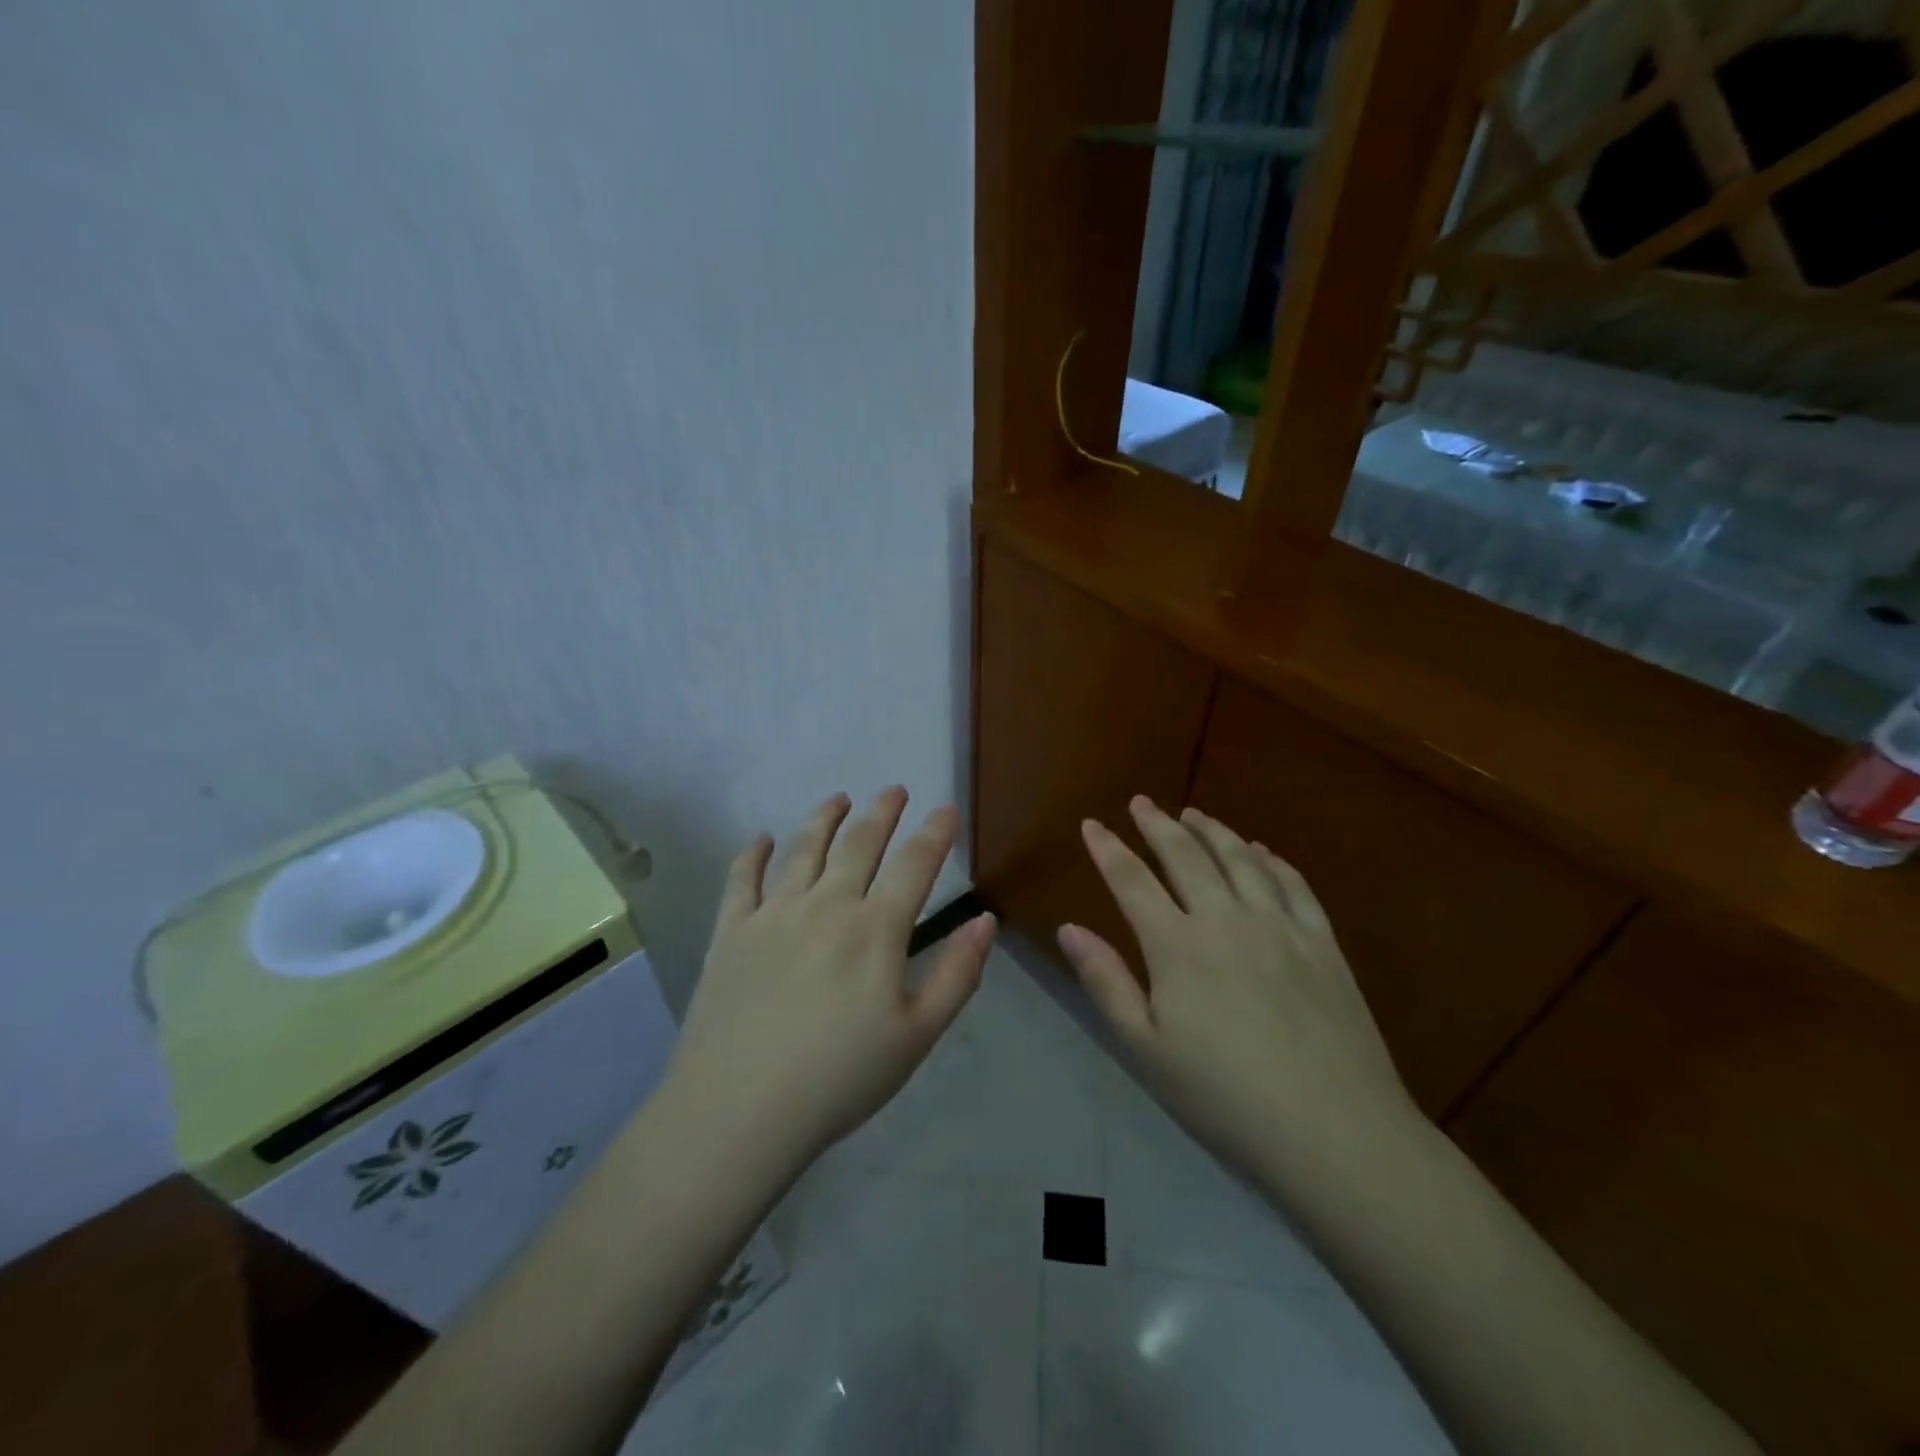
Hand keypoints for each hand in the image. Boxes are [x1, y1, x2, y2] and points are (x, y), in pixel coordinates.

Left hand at [666, 788, 995, 1166]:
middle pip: (859, 843)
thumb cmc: (840, 1078)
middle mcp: (826, 905)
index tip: (946, 808)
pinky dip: (751, 854)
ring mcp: (774, 914)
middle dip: (882, 811)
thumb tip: (986, 921)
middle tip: (893, 789)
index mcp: (875, 929)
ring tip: (838, 798)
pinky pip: (741, 879)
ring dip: (824, 817)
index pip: (914, 864)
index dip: (934, 832)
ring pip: (803, 849)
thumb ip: (958, 974)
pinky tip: (759, 839)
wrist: (740, 1111)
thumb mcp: (917, 1036)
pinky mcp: (731, 931)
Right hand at [1058, 796, 1421, 1184]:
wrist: (1334, 1132)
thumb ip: (1105, 982)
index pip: (1132, 881)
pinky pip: (1294, 885)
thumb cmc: (1224, 1097)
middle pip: (1186, 856)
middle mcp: (1226, 919)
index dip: (1108, 849)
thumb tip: (1069, 928)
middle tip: (1141, 803)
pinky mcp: (1323, 944)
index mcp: (1177, 945)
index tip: (1091, 824)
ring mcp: (1280, 927)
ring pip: (1241, 859)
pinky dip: (1272, 860)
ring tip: (1194, 814)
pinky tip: (1262, 851)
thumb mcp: (1146, 1049)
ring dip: (1213, 831)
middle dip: (1158, 825)